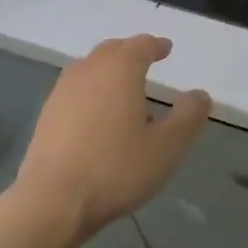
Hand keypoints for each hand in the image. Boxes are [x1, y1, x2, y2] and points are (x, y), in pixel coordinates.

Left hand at [14, 35, 209, 242]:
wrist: (51, 202)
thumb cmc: (115, 169)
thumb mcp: (167, 147)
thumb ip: (188, 117)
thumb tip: (200, 95)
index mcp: (120, 70)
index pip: (141, 45)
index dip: (156, 45)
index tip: (166, 48)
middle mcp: (89, 70)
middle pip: (112, 50)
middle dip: (130, 52)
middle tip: (146, 59)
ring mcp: (63, 92)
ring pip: (90, 67)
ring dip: (108, 69)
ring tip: (123, 86)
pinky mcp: (47, 115)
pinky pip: (75, 89)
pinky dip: (91, 90)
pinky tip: (97, 113)